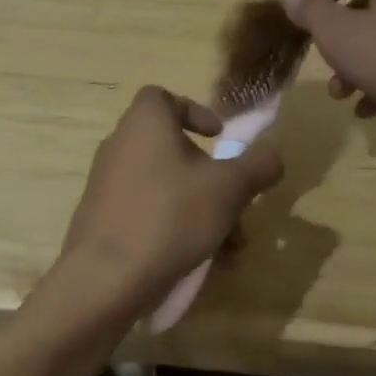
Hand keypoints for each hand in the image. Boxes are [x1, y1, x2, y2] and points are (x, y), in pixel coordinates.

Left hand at [59, 86, 283, 309]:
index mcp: (146, 123)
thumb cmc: (171, 216)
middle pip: (174, 149)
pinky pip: (147, 211)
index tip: (218, 137)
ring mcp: (107, 183)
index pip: (164, 97)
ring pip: (166, 187)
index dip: (195, 111)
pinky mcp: (102, 218)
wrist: (105, 278)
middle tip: (236, 204)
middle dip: (212, 179)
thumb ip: (258, 165)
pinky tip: (200, 261)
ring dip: (202, 210)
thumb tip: (273, 154)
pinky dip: (175, 228)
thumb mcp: (229, 188)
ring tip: (229, 248)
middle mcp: (121, 144)